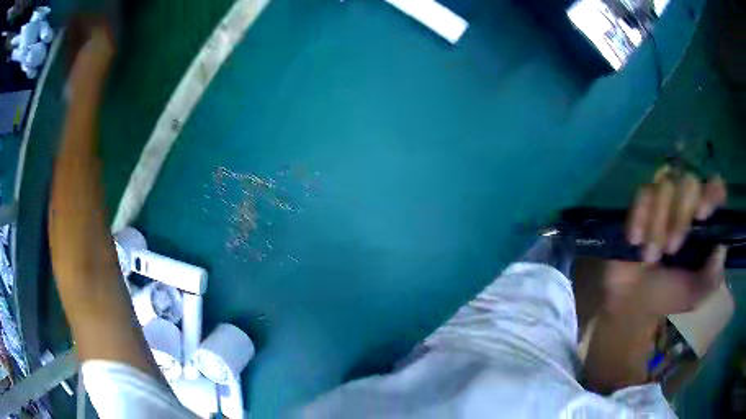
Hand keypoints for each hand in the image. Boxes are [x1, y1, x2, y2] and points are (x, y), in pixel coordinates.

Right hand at [603, 168, 727, 316]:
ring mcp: (664, 199)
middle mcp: (687, 203)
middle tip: (671, 250)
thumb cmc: (665, 296)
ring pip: (665, 185)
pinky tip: (636, 241)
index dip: (712, 192)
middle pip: (689, 182)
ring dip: (658, 224)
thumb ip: (710, 278)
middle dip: (680, 216)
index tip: (702, 215)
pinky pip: (643, 193)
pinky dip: (640, 216)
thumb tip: (721, 248)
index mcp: (704, 222)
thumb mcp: (692, 295)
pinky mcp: (642, 202)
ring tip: (650, 257)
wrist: (630, 300)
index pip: (715, 188)